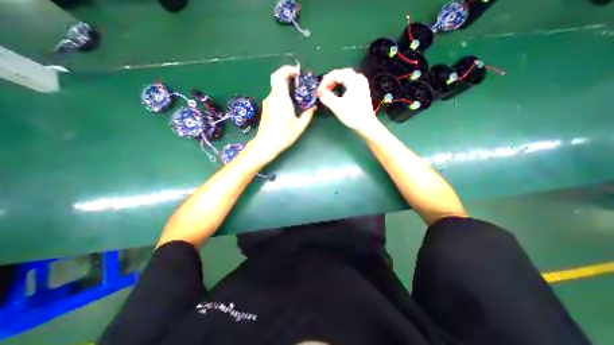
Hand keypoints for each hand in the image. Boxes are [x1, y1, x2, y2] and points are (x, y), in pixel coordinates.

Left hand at [251, 66, 315, 163]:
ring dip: (286, 88)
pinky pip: (275, 96)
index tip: (297, 73)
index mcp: (280, 99)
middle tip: (300, 83)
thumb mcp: (299, 126)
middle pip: (277, 80)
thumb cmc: (283, 136)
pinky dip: (283, 95)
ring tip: (297, 96)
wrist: (266, 144)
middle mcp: (272, 98)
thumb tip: (312, 107)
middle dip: (288, 78)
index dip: (287, 70)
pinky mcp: (266, 108)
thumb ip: (307, 115)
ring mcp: (268, 103)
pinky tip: (290, 105)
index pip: (279, 76)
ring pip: (276, 88)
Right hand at [319, 67, 381, 136]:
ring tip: (327, 91)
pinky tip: (336, 92)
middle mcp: (358, 78)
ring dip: (334, 83)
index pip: (335, 74)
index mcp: (353, 80)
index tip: (318, 92)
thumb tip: (319, 93)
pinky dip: (340, 86)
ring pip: (344, 78)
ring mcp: (361, 84)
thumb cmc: (352, 115)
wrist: (366, 125)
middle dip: (329, 81)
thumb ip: (326, 97)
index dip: (324, 82)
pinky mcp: (361, 90)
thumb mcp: (337, 106)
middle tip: (321, 90)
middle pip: (340, 74)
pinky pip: (348, 83)